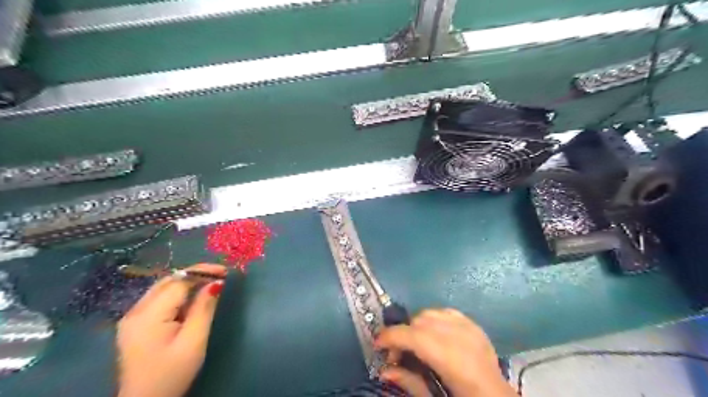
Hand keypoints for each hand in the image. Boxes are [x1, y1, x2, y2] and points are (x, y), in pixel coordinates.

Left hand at [116, 264, 226, 396]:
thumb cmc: (172, 374)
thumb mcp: (194, 341)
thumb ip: (204, 309)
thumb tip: (216, 283)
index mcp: (148, 315)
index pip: (178, 281)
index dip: (202, 272)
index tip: (225, 272)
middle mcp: (135, 311)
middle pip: (168, 281)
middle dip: (195, 274)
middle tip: (220, 276)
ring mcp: (132, 318)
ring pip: (162, 287)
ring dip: (187, 282)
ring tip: (209, 285)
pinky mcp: (134, 324)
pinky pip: (158, 298)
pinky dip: (178, 293)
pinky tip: (191, 299)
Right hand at [373, 310, 517, 395]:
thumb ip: (410, 382)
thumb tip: (384, 371)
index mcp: (452, 359)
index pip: (413, 336)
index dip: (391, 337)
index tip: (377, 344)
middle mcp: (460, 337)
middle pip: (420, 322)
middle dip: (403, 334)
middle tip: (398, 354)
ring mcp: (470, 327)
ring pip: (431, 312)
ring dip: (417, 325)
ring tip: (417, 344)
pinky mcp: (475, 325)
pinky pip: (446, 312)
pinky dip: (434, 319)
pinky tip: (434, 334)